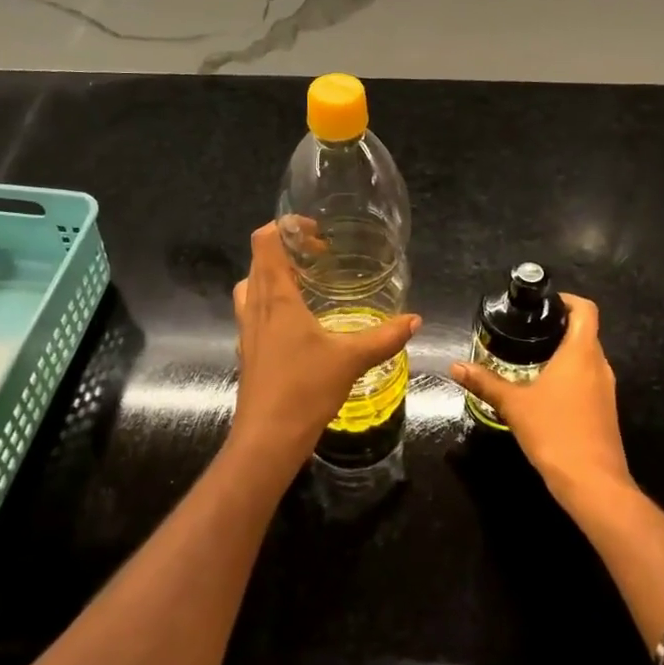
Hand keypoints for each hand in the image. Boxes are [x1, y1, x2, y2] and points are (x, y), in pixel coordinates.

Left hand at [231, 221, 419, 471]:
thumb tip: (415, 320)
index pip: (266, 241)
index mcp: (276, 297)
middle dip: (286, 248)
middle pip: (259, 259)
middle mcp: (256, 306)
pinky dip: (271, 302)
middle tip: (320, 256)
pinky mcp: (248, 350)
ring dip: (274, 275)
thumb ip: (385, 337)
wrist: (268, 438)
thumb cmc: (305, 389)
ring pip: (252, 286)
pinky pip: (253, 311)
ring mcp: (247, 329)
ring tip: (307, 284)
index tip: (317, 233)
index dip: (286, 226)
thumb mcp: (351, 359)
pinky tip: (298, 322)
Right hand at [449, 294, 632, 505]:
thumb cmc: (554, 432)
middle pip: (585, 332)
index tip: (541, 305)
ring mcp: (606, 389)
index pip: (585, 309)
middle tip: (525, 330)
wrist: (593, 482)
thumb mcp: (513, 405)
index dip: (566, 300)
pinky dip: (569, 375)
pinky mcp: (605, 410)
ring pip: (587, 357)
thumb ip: (485, 382)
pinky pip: (588, 379)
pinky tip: (544, 390)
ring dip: (563, 352)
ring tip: (529, 357)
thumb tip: (455, 366)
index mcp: (581, 352)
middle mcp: (599, 365)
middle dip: (558, 327)